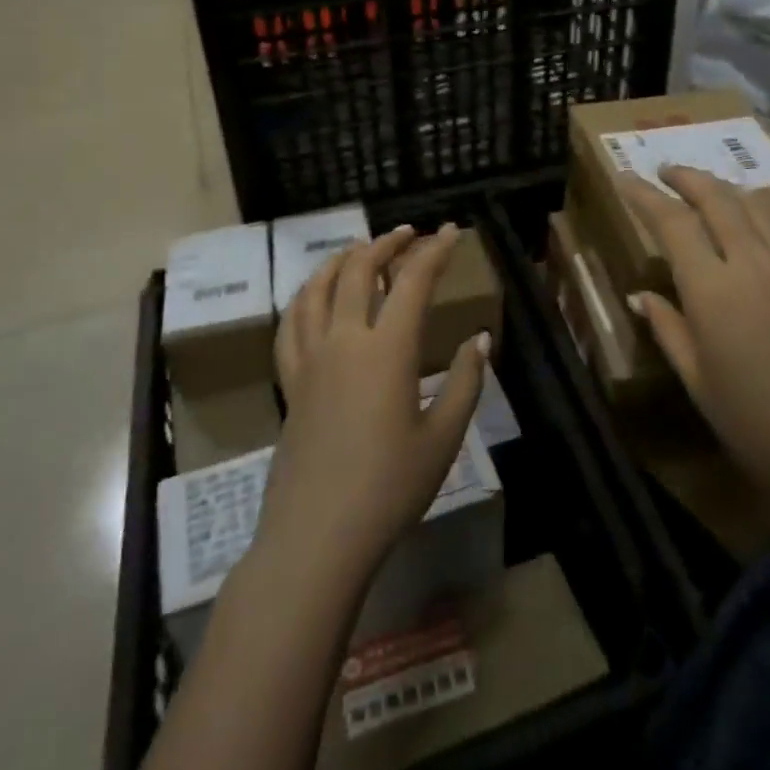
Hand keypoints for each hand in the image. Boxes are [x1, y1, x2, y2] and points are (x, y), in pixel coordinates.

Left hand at [262, 224, 488, 588]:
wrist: (317, 537)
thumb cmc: (389, 489)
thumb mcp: (443, 438)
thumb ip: (464, 382)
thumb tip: (479, 339)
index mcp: (387, 350)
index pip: (413, 281)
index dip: (434, 251)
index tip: (450, 231)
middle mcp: (344, 341)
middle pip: (358, 271)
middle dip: (385, 244)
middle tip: (407, 234)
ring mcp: (311, 360)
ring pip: (317, 289)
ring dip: (340, 260)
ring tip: (359, 250)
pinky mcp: (290, 383)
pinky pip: (290, 325)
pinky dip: (304, 297)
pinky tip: (312, 296)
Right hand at [620, 167, 769, 510]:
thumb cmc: (758, 426)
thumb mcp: (699, 383)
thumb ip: (668, 329)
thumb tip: (640, 295)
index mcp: (713, 291)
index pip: (672, 223)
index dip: (645, 195)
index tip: (625, 178)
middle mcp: (753, 263)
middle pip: (716, 199)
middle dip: (686, 177)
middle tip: (665, 171)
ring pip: (754, 205)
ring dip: (724, 188)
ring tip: (706, 188)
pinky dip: (762, 209)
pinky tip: (756, 216)